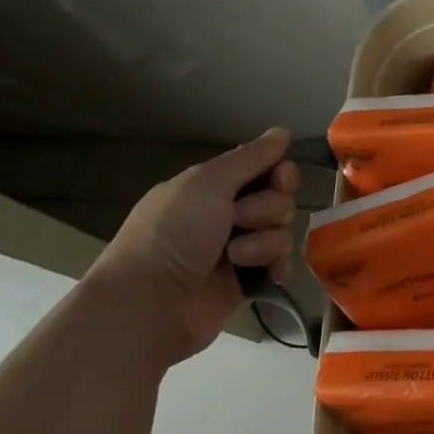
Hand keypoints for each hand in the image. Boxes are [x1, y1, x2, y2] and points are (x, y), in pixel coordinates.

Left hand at [86, 129, 301, 361]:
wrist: (149, 303)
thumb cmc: (173, 233)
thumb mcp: (208, 183)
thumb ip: (250, 157)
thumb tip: (283, 130)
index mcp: (214, 187)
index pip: (267, 168)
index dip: (280, 172)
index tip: (279, 178)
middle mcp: (228, 214)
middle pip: (280, 199)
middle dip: (268, 210)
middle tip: (239, 221)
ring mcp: (240, 249)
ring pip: (283, 232)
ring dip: (264, 242)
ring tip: (235, 258)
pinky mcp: (247, 281)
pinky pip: (282, 265)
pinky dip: (278, 267)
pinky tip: (268, 275)